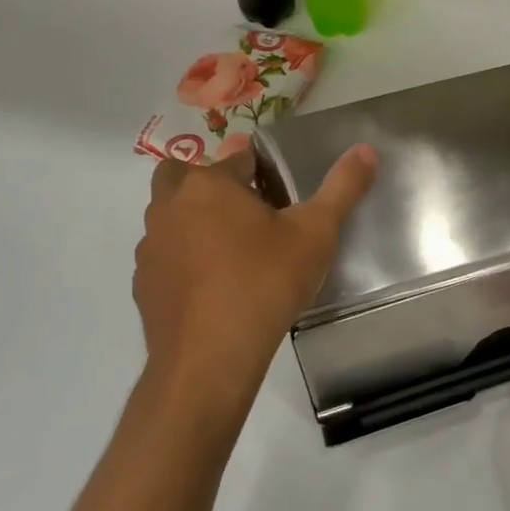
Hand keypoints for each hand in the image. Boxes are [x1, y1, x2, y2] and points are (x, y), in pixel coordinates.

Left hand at [133, 145, 376, 411]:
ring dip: (193, 220)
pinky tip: (213, 285)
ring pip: (169, 215)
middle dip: (210, 183)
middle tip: (245, 209)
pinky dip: (183, 259)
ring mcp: (151, 246)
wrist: (209, 360)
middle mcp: (170, 206)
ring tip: (233, 249)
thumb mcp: (316, 233)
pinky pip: (164, 255)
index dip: (260, 168)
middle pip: (183, 175)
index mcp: (209, 184)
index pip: (236, 157)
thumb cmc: (264, 283)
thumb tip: (366, 150)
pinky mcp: (143, 284)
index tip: (279, 190)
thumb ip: (342, 187)